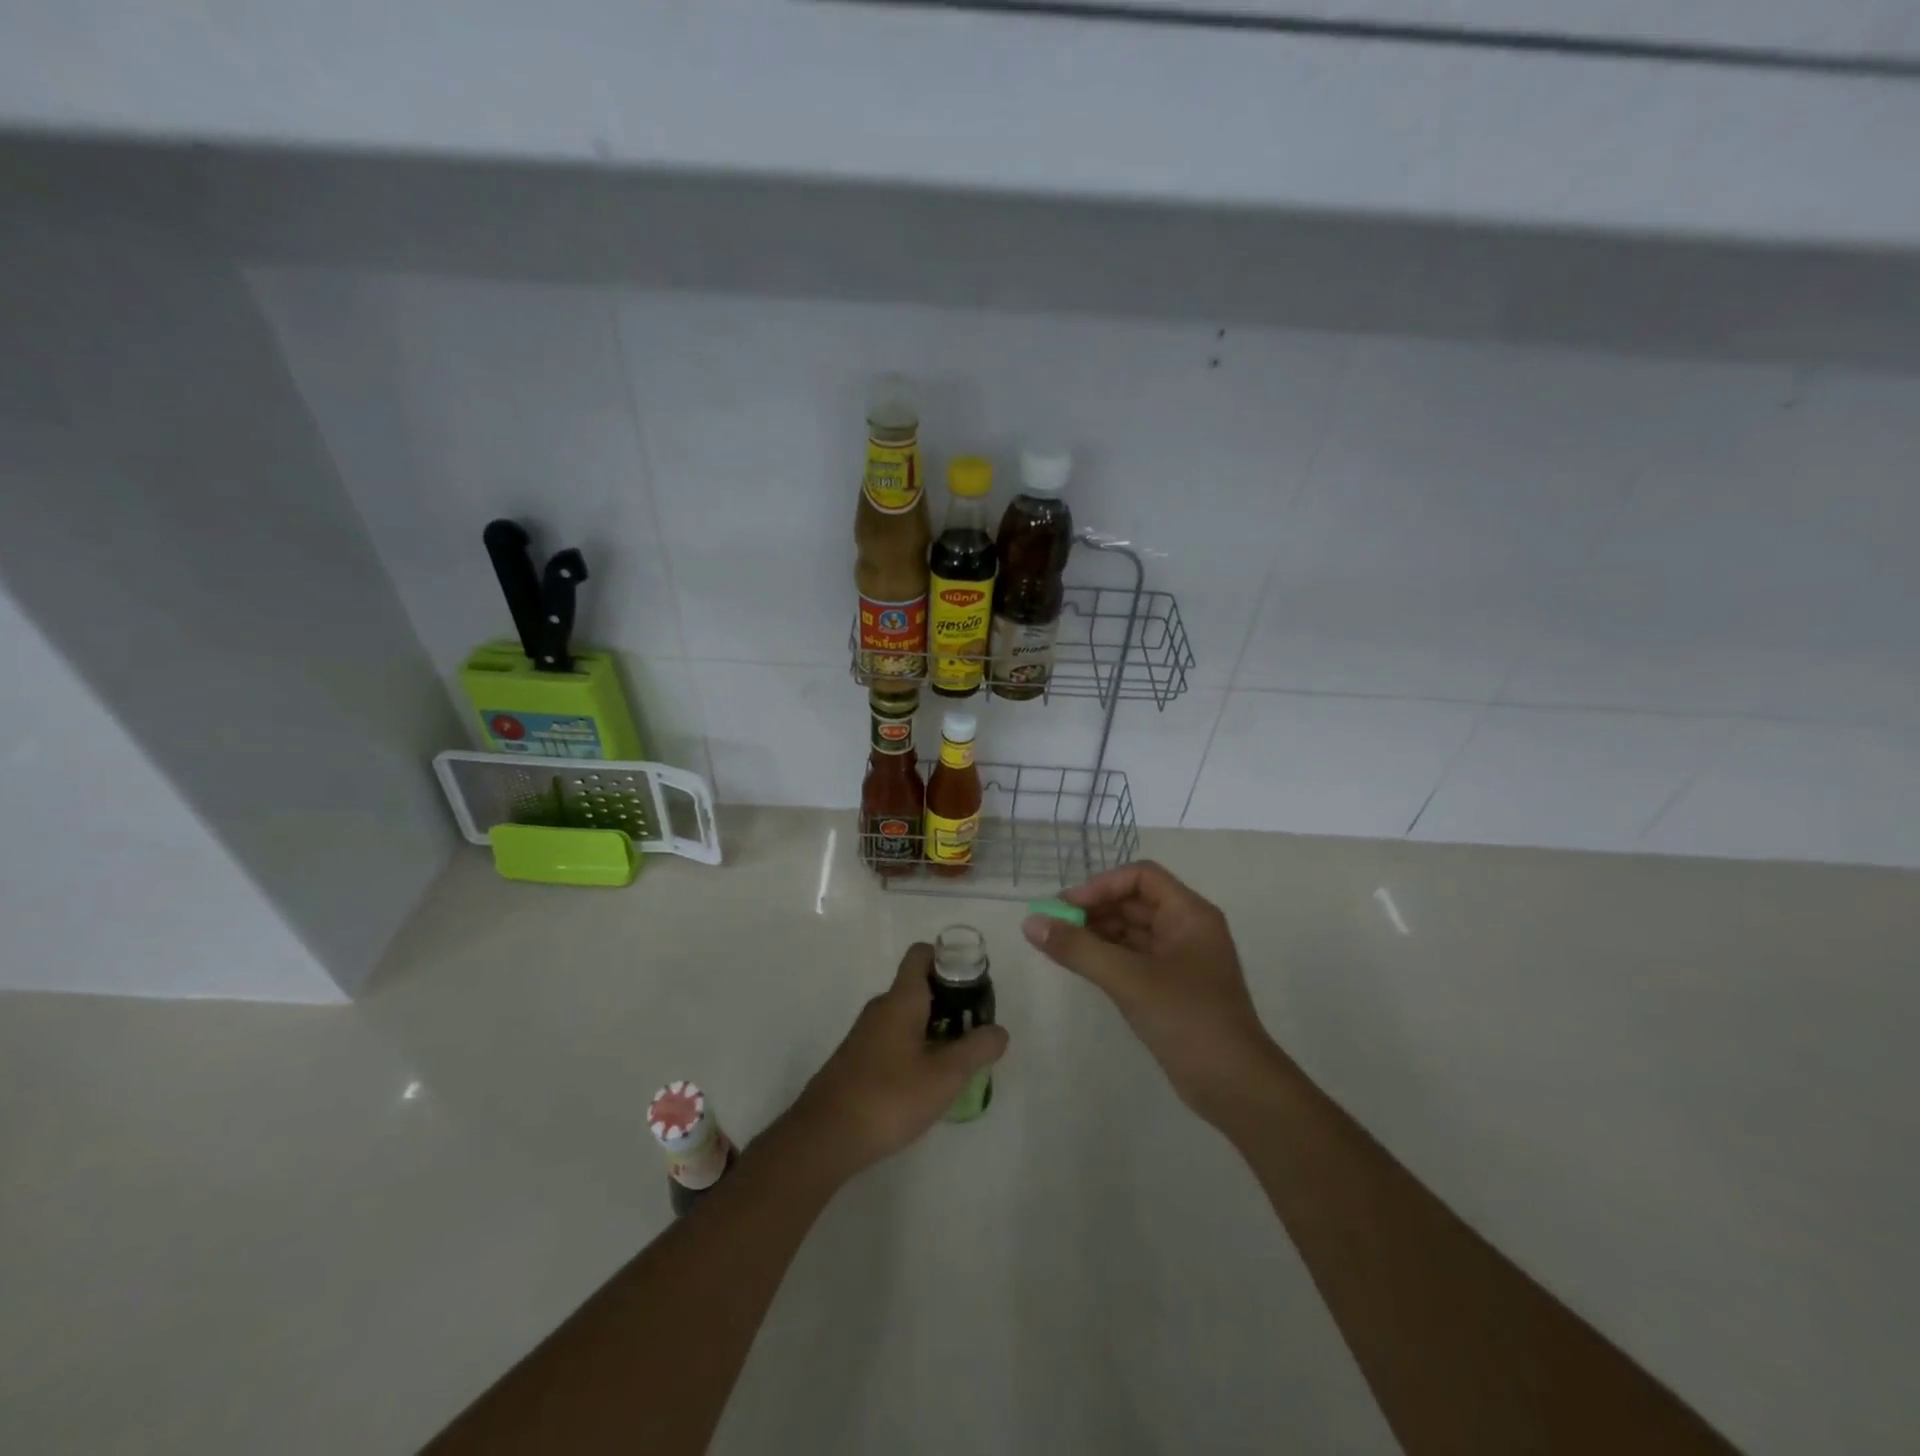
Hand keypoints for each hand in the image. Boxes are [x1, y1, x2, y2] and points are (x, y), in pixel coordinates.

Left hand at [787, 943, 1008, 1178]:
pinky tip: (926, 1083)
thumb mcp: (945, 1076)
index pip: (921, 955)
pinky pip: (893, 1039)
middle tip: (975, 1030)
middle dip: (950, 1001)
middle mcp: (881, 1008)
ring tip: (957, 1060)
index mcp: (901, 999)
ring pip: (906, 1016)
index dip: (948, 958)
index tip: (973, 982)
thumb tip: (999, 1031)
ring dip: (934, 1029)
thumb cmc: (889, 1097)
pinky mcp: (857, 1060)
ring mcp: (865, 1035)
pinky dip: (915, 1048)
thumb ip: (976, 1049)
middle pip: (918, 987)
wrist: (825, 1136)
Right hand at [1025, 861, 1276, 1126]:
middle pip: (1134, 902)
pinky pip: (1134, 957)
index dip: (1101, 886)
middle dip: (1094, 909)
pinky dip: (1107, 956)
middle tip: (1053, 925)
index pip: (1140, 878)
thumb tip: (1030, 922)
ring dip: (1097, 933)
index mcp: (1189, 914)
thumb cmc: (1188, 1019)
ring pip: (1132, 931)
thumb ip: (1078, 949)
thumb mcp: (1128, 980)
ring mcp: (1181, 959)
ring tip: (1060, 945)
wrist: (1236, 1086)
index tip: (1065, 906)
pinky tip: (1080, 965)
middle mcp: (1187, 929)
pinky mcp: (1172, 987)